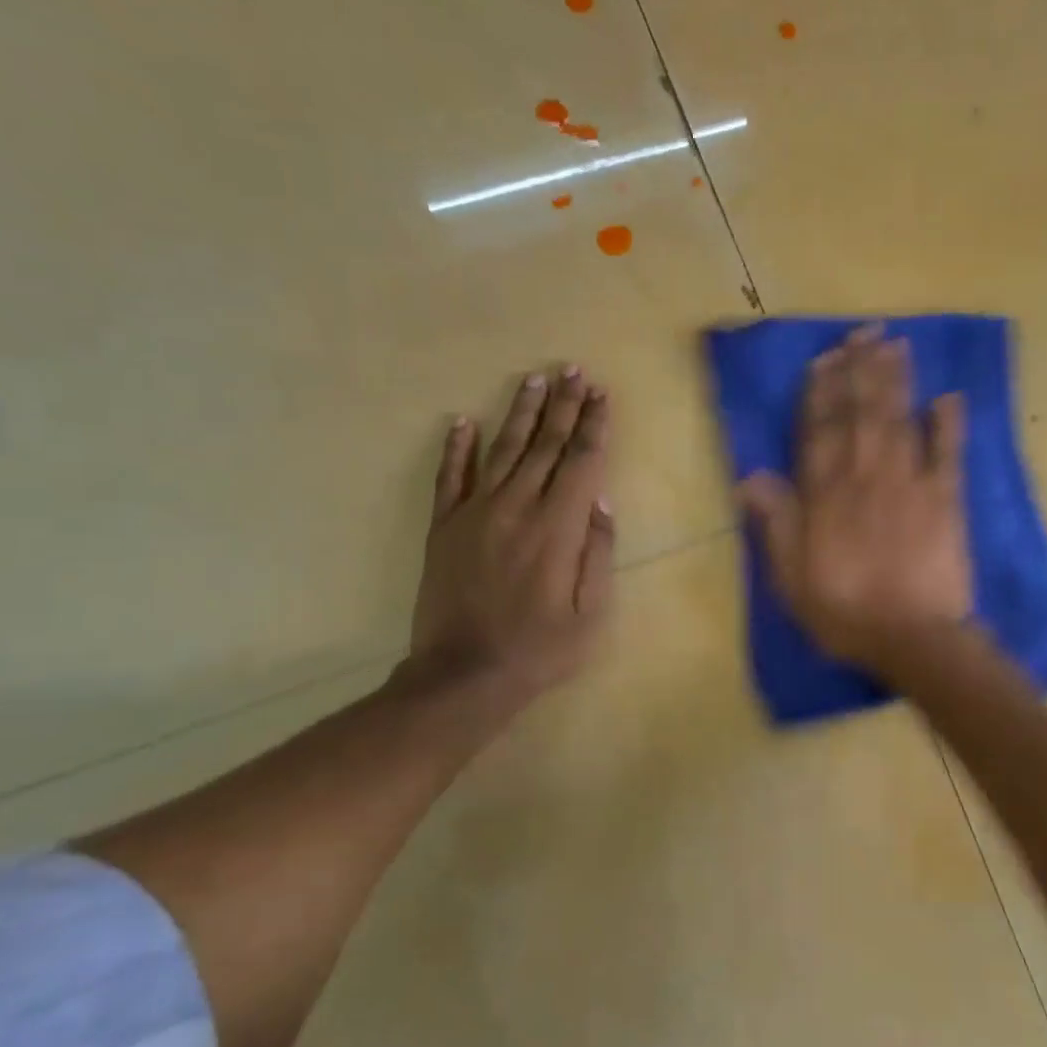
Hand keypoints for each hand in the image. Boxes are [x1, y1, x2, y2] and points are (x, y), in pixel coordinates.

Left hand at [407, 367, 614, 718]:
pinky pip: (450, 477)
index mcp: (558, 528)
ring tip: (534, 379)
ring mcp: (475, 513)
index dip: (593, 426)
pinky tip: (462, 421)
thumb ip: (598, 552)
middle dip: (563, 406)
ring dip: (520, 413)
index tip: (601, 395)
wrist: (463, 675)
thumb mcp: (591, 612)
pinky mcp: (444, 527)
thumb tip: (600, 502)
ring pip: (502, 450)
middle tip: (573, 370)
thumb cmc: (540, 649)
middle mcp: (517, 508)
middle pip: (545, 445)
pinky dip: (457, 448)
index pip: (581, 461)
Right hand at [739, 325, 971, 675]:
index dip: (822, 392)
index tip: (825, 358)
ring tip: (895, 344)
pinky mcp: (946, 500)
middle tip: (864, 332)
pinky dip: (949, 424)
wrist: (913, 639)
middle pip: (861, 414)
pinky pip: (948, 454)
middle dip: (860, 370)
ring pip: (899, 421)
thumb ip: (775, 523)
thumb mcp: (791, 578)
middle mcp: (865, 477)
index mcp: (826, 496)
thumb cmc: (845, 613)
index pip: (820, 432)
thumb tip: (750, 475)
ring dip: (896, 381)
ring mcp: (909, 484)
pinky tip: (949, 396)